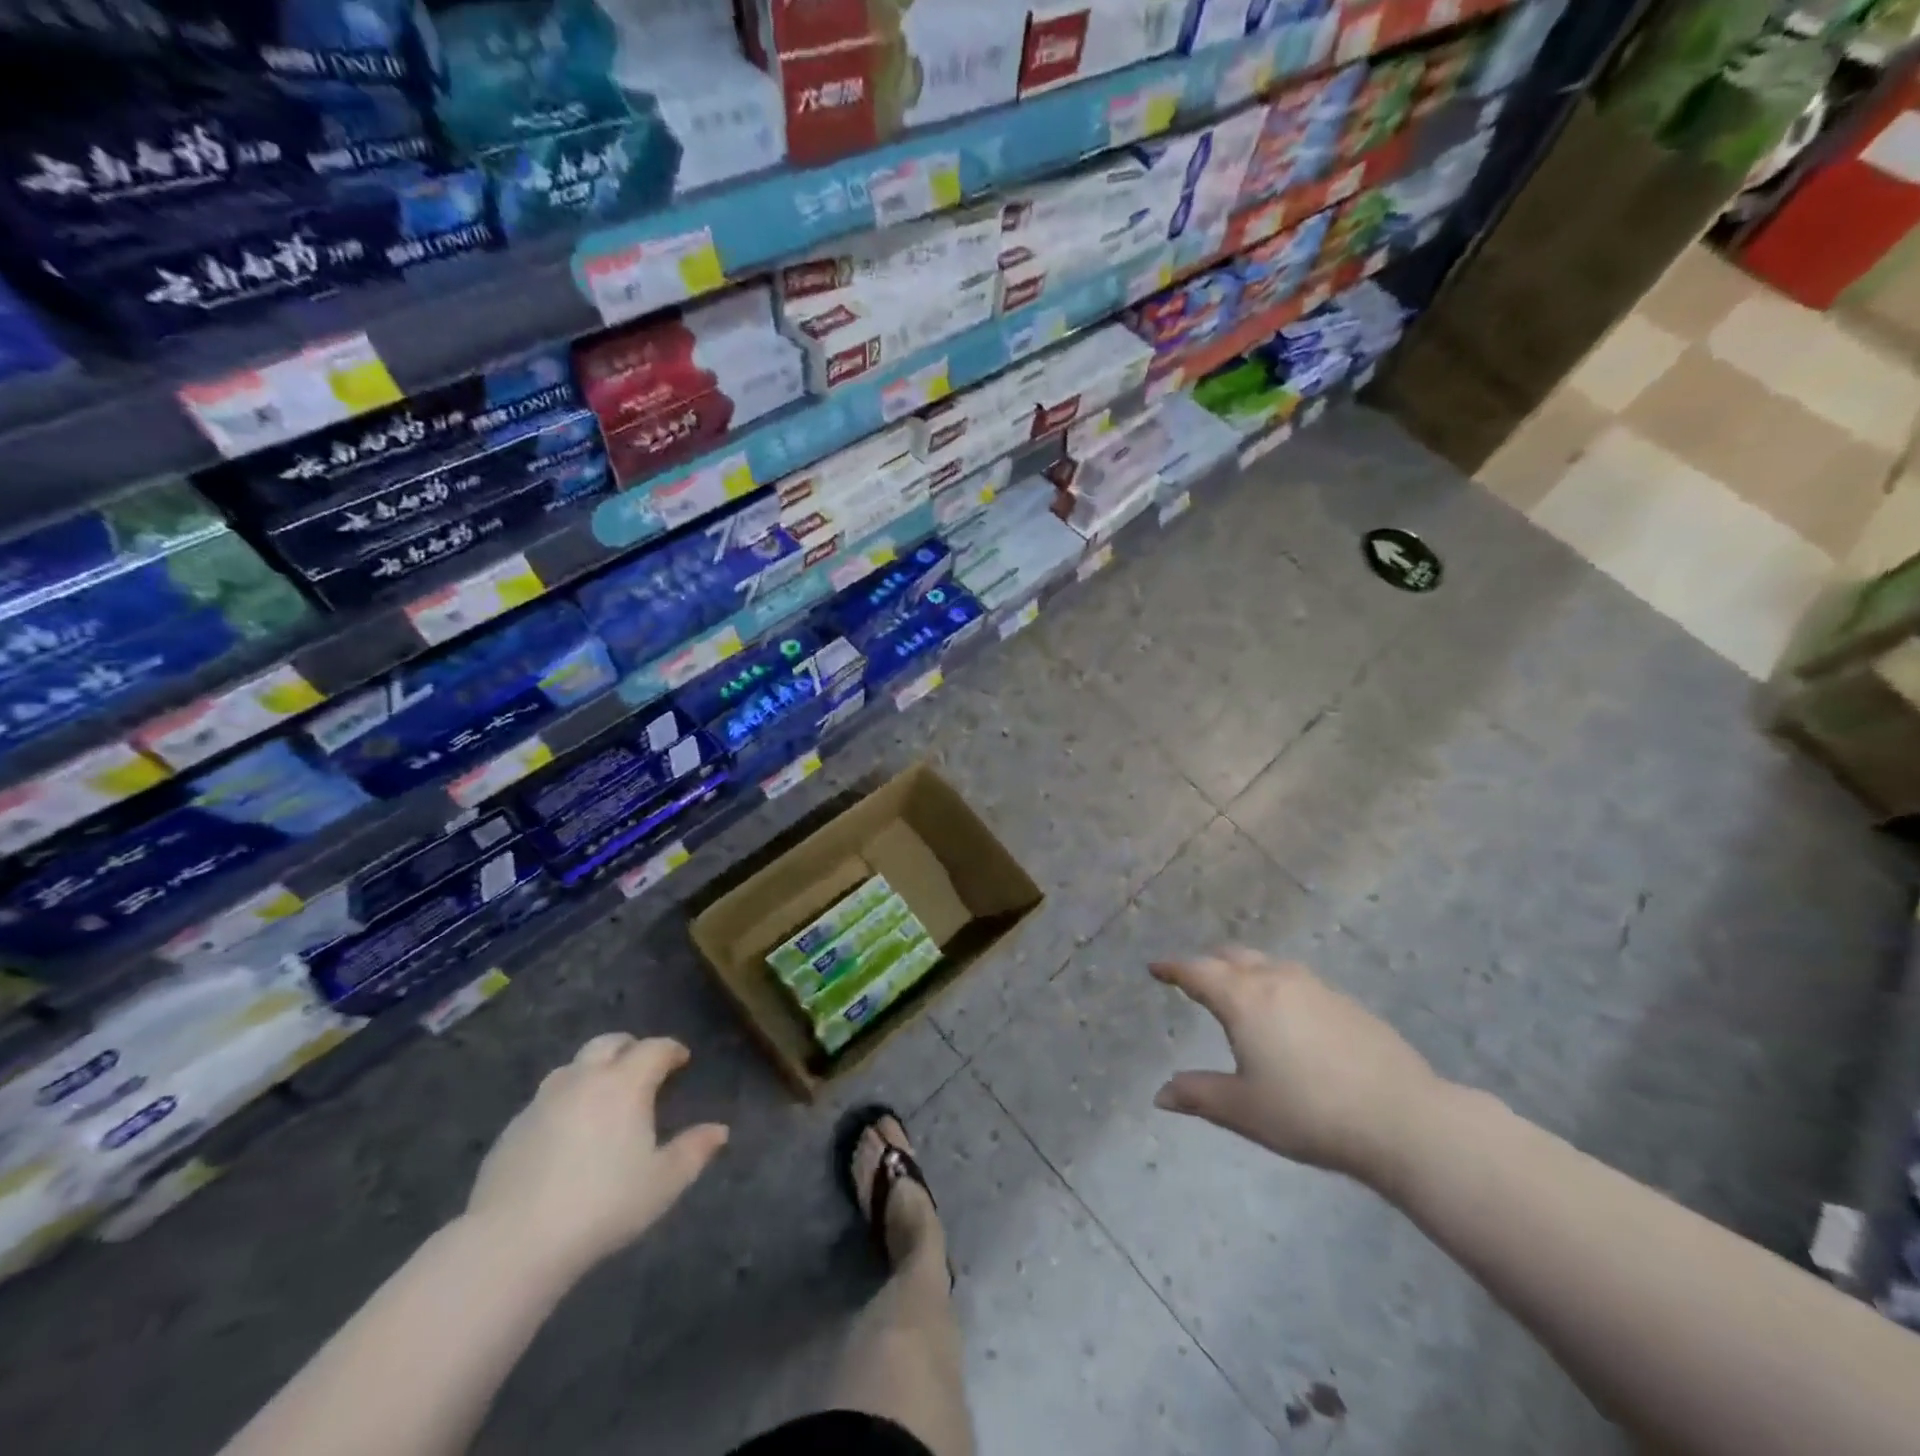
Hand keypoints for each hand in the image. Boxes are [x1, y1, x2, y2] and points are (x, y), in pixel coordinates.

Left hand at [467, 1034, 728, 1274]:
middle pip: (608, 1043)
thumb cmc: (603, 1205)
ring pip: (573, 1067)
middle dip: (630, 1047)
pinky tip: (566, 1131)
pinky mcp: (512, 1128)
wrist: (514, 1242)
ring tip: (603, 1095)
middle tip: (642, 1066)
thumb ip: (694, 1151)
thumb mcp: (663, 1183)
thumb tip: (720, 1131)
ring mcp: (543, 1101)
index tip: (681, 1060)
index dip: (671, 1050)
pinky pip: (546, 1100)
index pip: (654, 1048)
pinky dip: (565, 1101)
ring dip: (593, 1070)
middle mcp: (584, 1079)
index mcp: (625, 1083)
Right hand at [1151, 949, 1441, 1189]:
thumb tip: (1160, 1094)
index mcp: (1244, 999)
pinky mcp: (1346, 1002)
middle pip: (1233, 957)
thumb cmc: (1309, 1113)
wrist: (1403, 1118)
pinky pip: (1298, 980)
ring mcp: (1316, 987)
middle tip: (1195, 977)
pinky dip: (1278, 985)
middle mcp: (1276, 980)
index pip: (1198, 972)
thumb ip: (1198, 1096)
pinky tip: (1288, 1015)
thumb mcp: (1244, 1110)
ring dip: (1246, 969)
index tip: (1156, 968)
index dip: (1173, 968)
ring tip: (1240, 991)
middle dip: (1209, 963)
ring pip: (1269, 964)